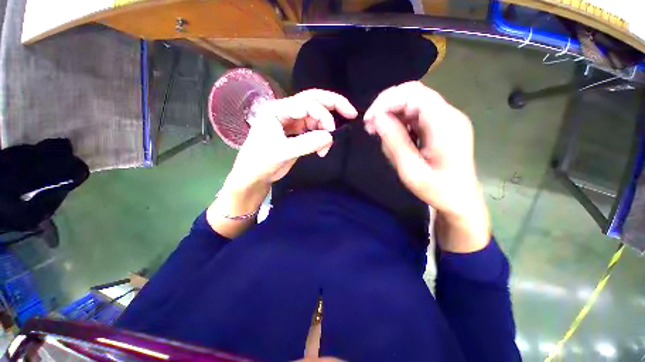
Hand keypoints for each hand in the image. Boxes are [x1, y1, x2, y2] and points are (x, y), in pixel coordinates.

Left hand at [226, 89, 357, 191]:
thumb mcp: (283, 152)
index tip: (332, 132)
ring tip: (327, 146)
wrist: (253, 176)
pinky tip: (322, 147)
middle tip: (351, 113)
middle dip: (333, 105)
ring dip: (326, 128)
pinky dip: (321, 136)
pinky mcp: (296, 133)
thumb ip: (307, 143)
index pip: (306, 104)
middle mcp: (285, 111)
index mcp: (278, 110)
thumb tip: (330, 136)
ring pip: (315, 117)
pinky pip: (313, 129)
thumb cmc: (261, 162)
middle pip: (313, 101)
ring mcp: (291, 122)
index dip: (323, 115)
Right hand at [364, 82, 488, 252]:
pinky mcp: (442, 125)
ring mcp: (447, 119)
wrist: (460, 200)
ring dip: (391, 112)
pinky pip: (416, 113)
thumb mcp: (411, 171)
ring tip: (377, 131)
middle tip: (370, 125)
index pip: (413, 94)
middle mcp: (449, 115)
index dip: (386, 101)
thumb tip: (377, 117)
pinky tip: (391, 133)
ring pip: (413, 101)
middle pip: (413, 93)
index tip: (368, 120)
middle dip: (386, 104)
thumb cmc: (437, 190)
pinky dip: (399, 119)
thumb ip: (394, 142)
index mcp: (445, 125)